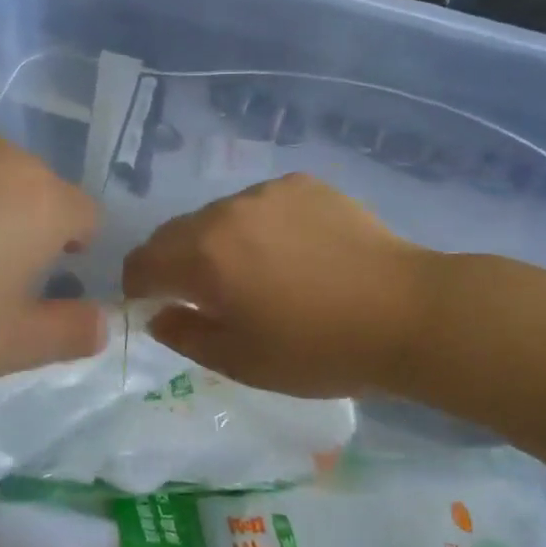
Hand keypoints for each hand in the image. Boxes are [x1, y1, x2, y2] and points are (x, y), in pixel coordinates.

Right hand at [122, 173, 435, 398]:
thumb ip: (184, 336)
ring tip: (258, 273)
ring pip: (219, 216)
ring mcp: (267, 192)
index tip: (155, 307)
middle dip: (177, 264)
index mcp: (203, 256)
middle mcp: (226, 212)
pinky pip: (261, 204)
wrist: (406, 313)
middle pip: (177, 233)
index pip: (143, 262)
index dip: (139, 286)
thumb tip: (158, 314)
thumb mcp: (241, 361)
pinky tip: (295, 253)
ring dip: (220, 242)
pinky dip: (260, 227)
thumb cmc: (318, 349)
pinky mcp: (303, 185)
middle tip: (207, 297)